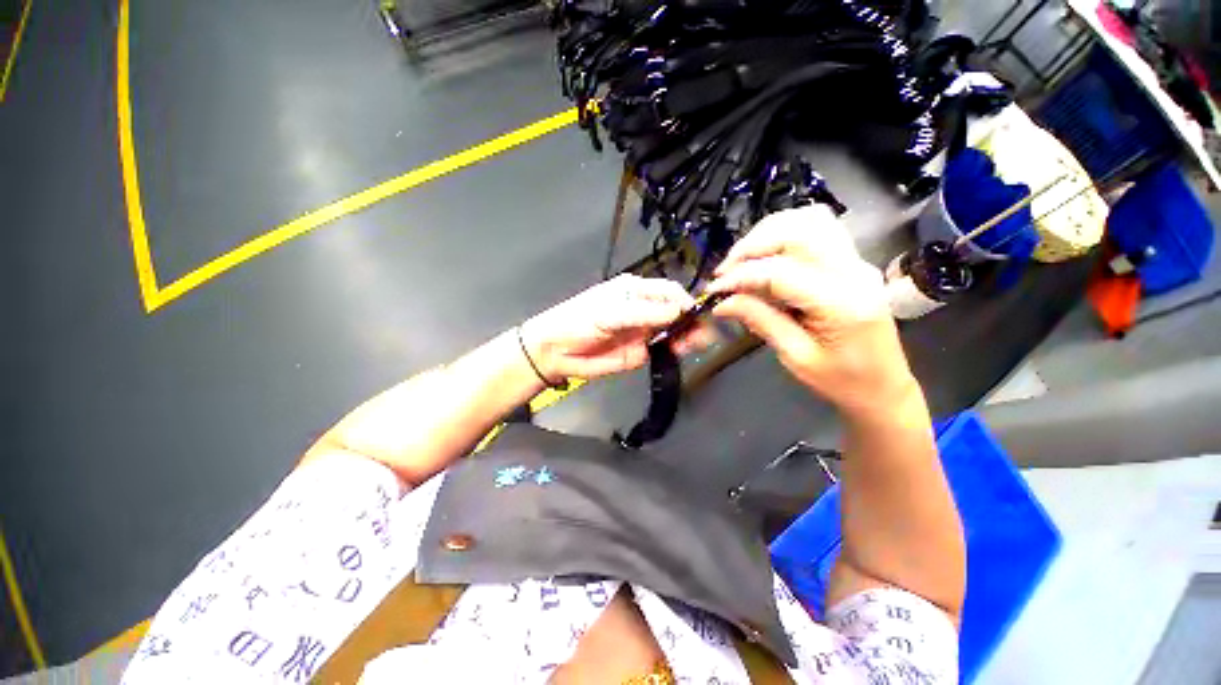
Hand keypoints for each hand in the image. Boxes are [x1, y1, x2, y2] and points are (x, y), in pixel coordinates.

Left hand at [521, 275, 711, 382]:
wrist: (556, 352)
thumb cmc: (577, 322)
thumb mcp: (609, 313)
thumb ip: (644, 313)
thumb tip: (678, 312)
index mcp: (635, 291)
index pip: (669, 292)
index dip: (684, 301)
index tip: (696, 315)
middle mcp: (643, 309)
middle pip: (676, 311)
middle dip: (691, 320)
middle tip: (702, 334)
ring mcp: (643, 331)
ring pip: (674, 331)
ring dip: (688, 336)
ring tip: (695, 344)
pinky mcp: (640, 352)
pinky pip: (664, 349)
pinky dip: (676, 350)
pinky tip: (681, 352)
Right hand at [707, 206, 916, 413]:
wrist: (883, 387)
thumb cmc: (841, 381)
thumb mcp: (795, 357)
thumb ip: (760, 321)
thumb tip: (722, 303)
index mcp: (841, 304)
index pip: (781, 273)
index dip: (741, 276)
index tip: (714, 290)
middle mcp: (854, 272)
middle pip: (798, 231)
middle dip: (752, 246)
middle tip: (725, 271)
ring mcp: (857, 262)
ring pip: (809, 220)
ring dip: (768, 233)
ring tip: (742, 259)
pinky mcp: (852, 261)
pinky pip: (818, 229)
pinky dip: (785, 233)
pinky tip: (767, 253)